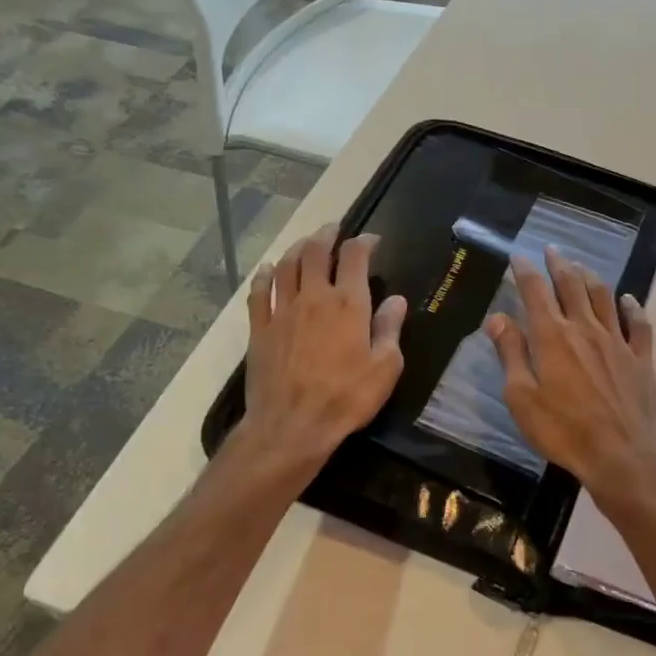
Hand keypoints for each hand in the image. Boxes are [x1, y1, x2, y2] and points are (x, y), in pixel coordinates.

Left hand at [241, 223, 407, 467]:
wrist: (291, 426)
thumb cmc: (346, 398)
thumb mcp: (385, 368)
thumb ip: (390, 329)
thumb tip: (397, 300)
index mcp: (348, 304)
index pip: (355, 257)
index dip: (364, 242)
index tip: (372, 240)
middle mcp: (314, 297)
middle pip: (315, 252)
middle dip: (326, 235)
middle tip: (334, 229)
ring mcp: (282, 311)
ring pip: (286, 265)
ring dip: (297, 248)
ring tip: (306, 243)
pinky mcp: (259, 329)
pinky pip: (258, 292)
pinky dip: (263, 276)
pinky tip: (266, 270)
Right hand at [486, 246, 655, 504]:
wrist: (621, 455)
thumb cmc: (563, 431)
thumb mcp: (522, 398)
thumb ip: (511, 354)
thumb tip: (498, 318)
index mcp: (553, 337)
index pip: (536, 292)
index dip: (525, 271)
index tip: (518, 257)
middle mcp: (586, 329)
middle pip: (572, 286)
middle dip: (559, 264)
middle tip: (552, 250)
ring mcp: (617, 342)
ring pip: (604, 297)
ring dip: (590, 277)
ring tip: (581, 267)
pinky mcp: (641, 358)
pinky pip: (638, 324)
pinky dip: (632, 307)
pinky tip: (628, 299)